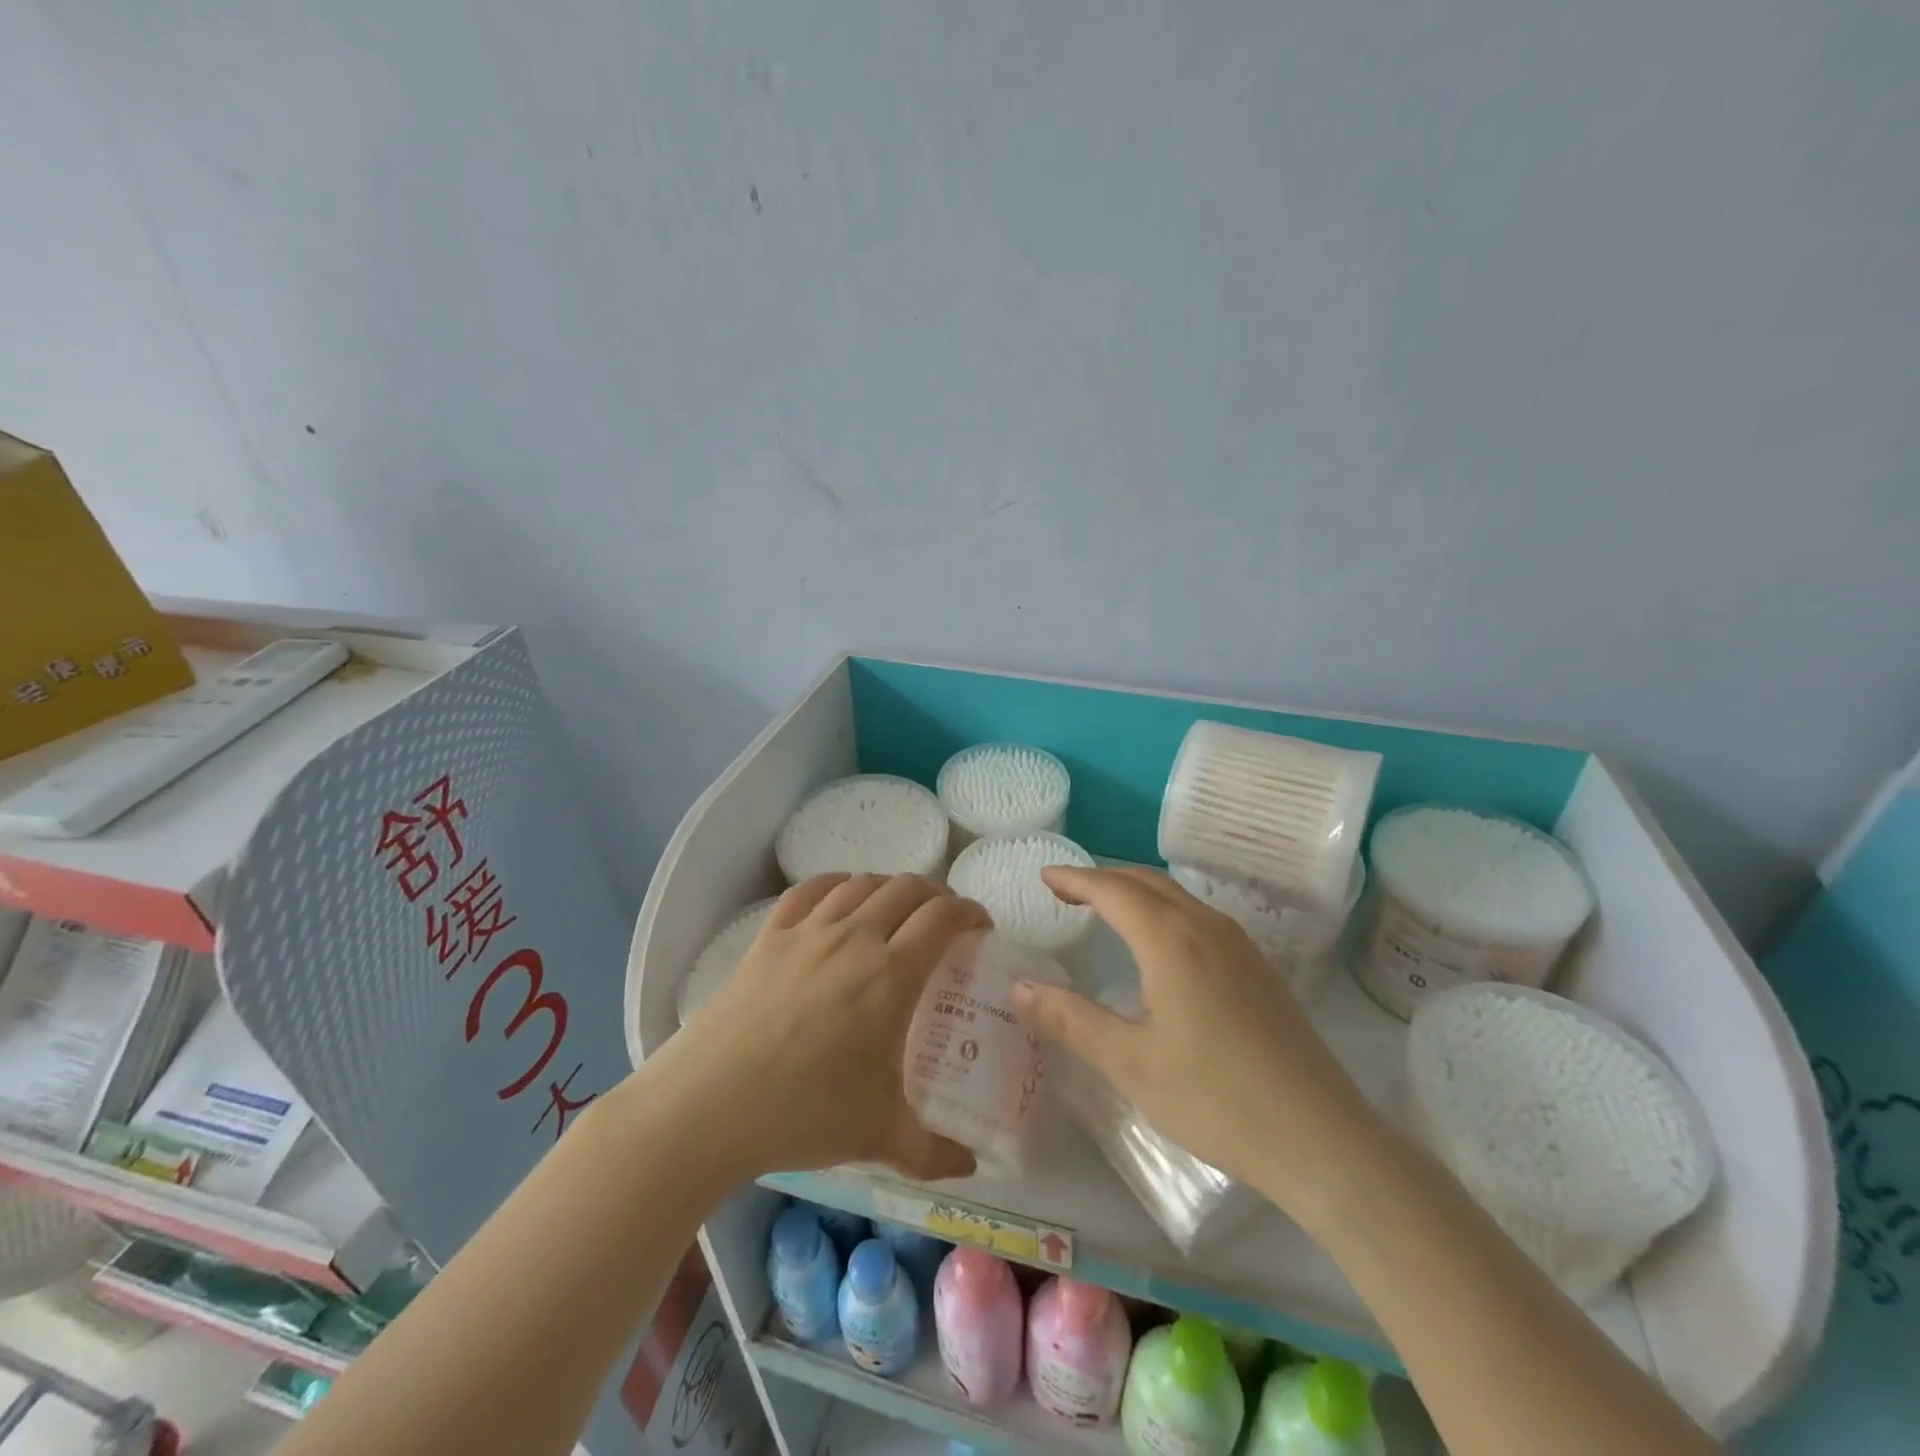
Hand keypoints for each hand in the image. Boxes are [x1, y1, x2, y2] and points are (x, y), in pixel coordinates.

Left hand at [662, 873, 989, 1182]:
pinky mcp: (769, 937)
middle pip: (906, 889)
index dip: (969, 911)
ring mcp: (808, 932)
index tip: (980, 925)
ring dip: (889, 887)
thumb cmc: (803, 1114)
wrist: (708, 1106)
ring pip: (860, 884)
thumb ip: (932, 1152)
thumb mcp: (878, 1136)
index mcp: (891, 975)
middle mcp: (854, 938)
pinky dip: (835, 885)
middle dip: (935, 895)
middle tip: (944, 919)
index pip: (942, 918)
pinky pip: (809, 891)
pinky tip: (839, 897)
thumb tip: (971, 1167)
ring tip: (896, 908)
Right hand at [1011, 866, 1382, 1216]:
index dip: (1075, 878)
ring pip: (1178, 897)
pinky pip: (1200, 917)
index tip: (1045, 875)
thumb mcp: (1131, 1063)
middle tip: (1065, 890)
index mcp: (1171, 940)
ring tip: (1105, 909)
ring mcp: (1241, 946)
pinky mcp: (1260, 969)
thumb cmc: (1216, 1098)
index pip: (1113, 889)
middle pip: (1147, 882)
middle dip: (1103, 879)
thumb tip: (1019, 988)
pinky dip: (1164, 911)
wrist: (1323, 1140)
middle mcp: (1207, 927)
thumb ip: (1071, 1020)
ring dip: (1136, 892)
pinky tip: (1160, 945)